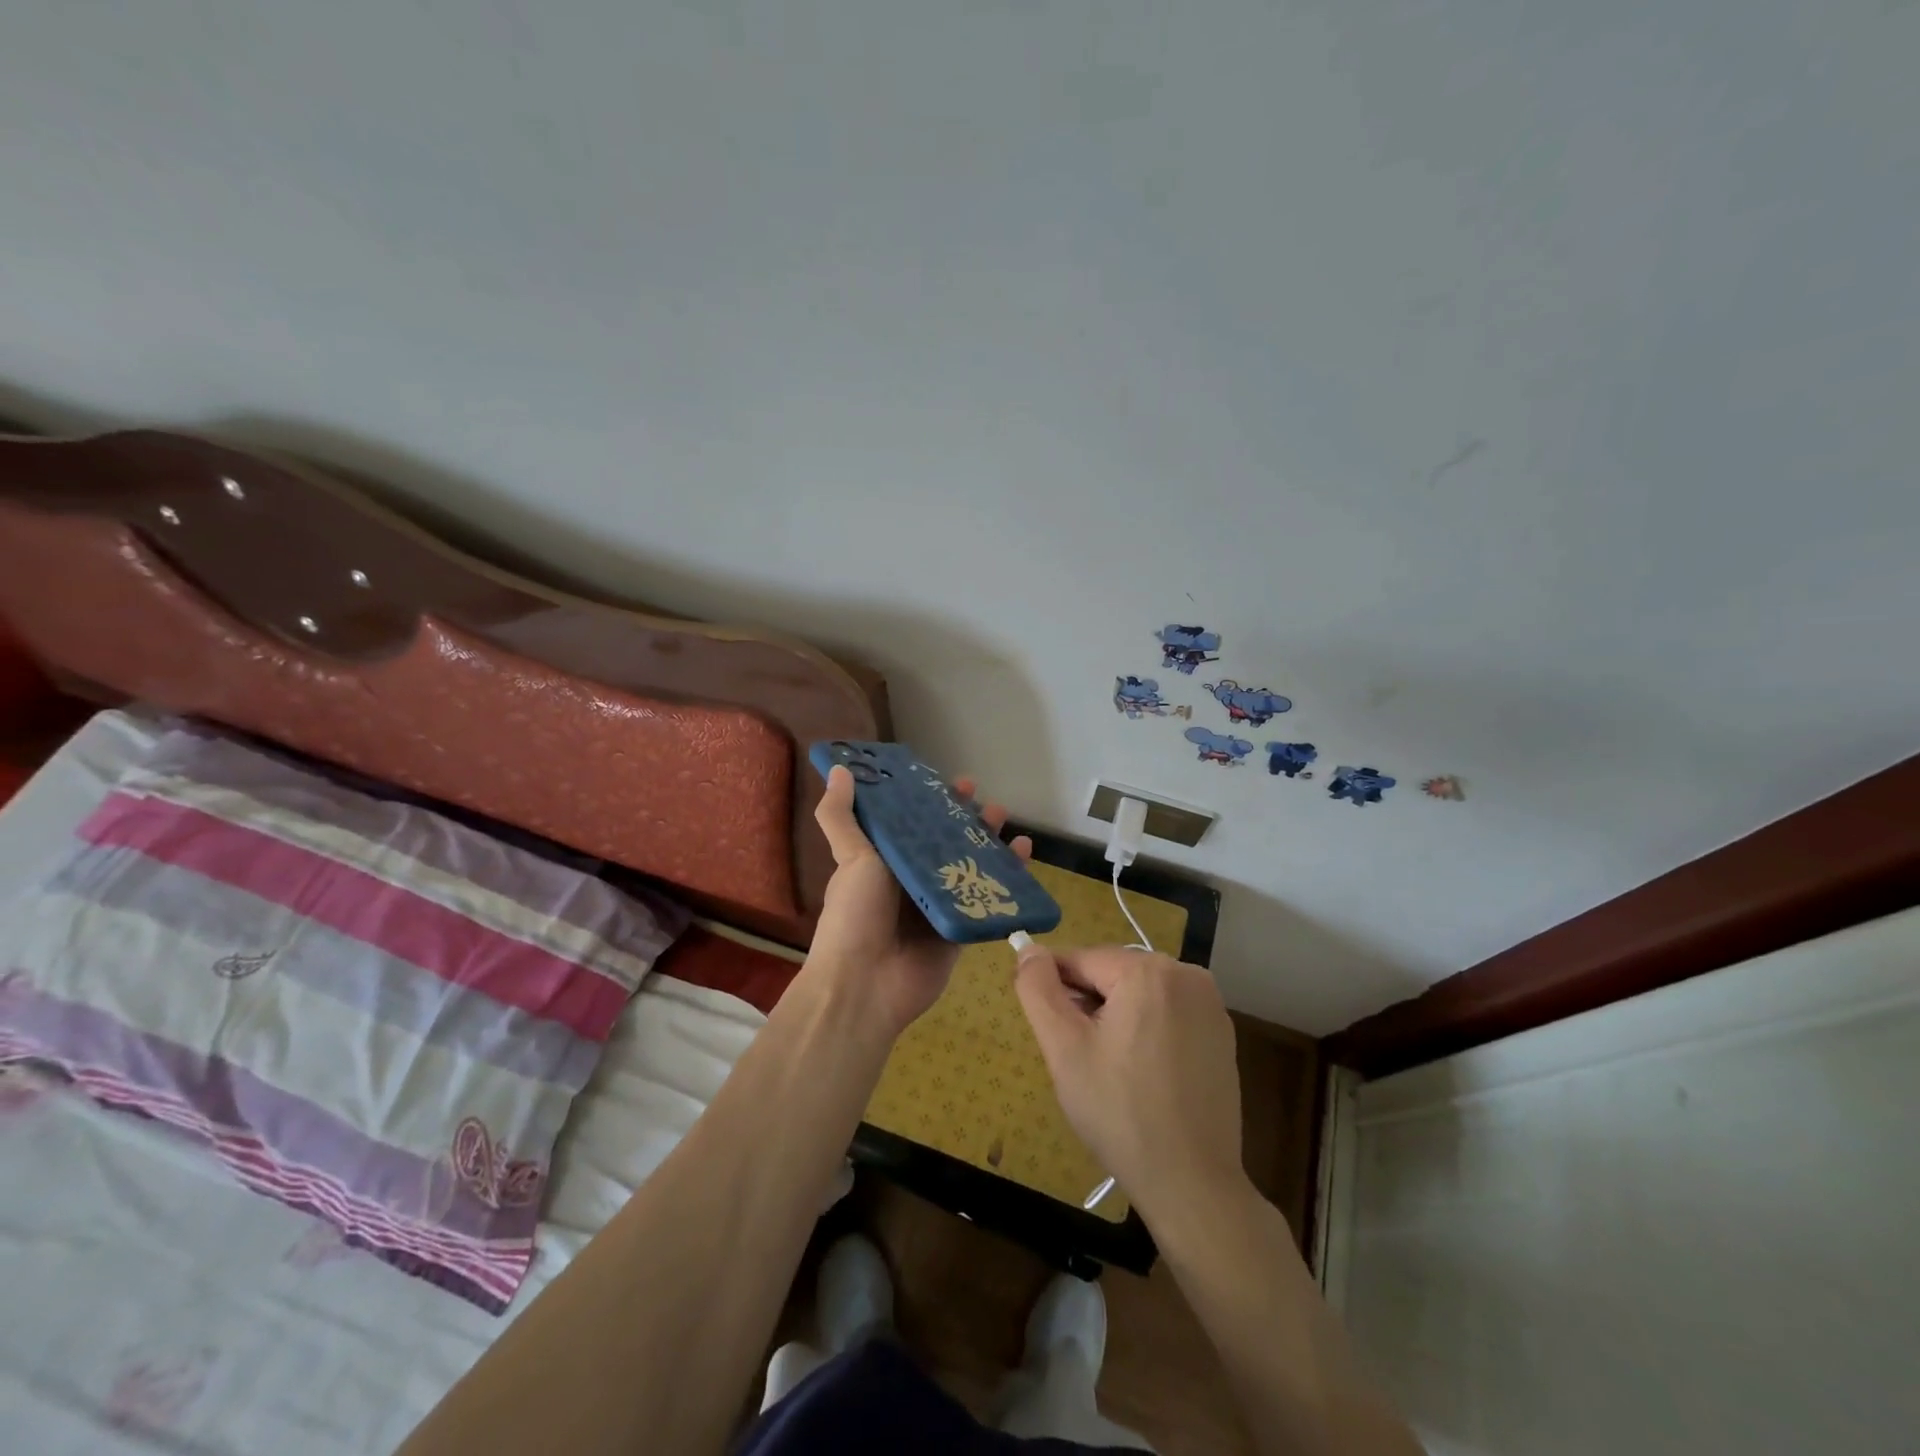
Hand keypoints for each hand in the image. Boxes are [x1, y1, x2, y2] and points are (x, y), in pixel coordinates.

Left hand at [805, 765, 1032, 1038]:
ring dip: (988, 841)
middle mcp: (912, 880)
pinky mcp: (961, 929)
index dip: (930, 801)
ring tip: (1003, 817)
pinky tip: (1024, 855)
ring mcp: (939, 905)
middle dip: (964, 818)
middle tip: (983, 797)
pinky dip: (1008, 879)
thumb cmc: (855, 915)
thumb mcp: (850, 857)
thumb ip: (841, 816)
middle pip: (945, 841)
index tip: (949, 781)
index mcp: (885, 861)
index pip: (912, 822)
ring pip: (970, 866)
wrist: (866, 986)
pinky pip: (988, 899)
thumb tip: (838, 769)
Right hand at [1013, 943, 1245, 1224]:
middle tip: (1076, 1055)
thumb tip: (1028, 949)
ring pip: (1139, 992)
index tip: (1047, 1029)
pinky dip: (1145, 1029)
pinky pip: (1167, 1012)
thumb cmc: (1119, 1112)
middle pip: (1113, 974)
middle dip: (1088, 1004)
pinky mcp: (1222, 1033)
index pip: (1081, 960)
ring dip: (1115, 1015)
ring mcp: (1210, 1003)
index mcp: (1148, 970)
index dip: (1055, 990)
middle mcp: (1186, 974)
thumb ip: (1038, 989)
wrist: (1191, 1183)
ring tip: (1107, 1067)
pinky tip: (1139, 1073)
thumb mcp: (1064, 1048)